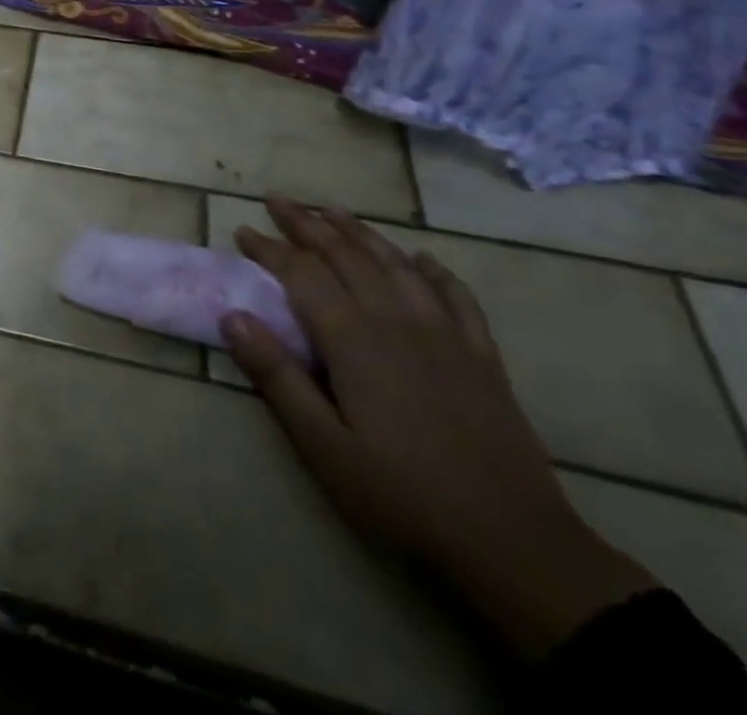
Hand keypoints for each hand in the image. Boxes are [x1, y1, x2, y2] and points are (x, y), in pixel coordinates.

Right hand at [223, 199, 655, 659]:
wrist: (515, 546)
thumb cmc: (402, 495)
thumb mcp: (323, 444)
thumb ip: (276, 375)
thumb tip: (232, 316)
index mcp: (354, 340)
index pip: (302, 274)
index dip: (269, 248)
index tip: (242, 230)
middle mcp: (397, 322)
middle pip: (347, 256)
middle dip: (308, 224)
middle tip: (278, 200)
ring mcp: (446, 336)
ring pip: (396, 265)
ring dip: (361, 233)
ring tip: (333, 211)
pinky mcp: (483, 358)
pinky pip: (457, 298)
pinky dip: (435, 272)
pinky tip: (422, 259)